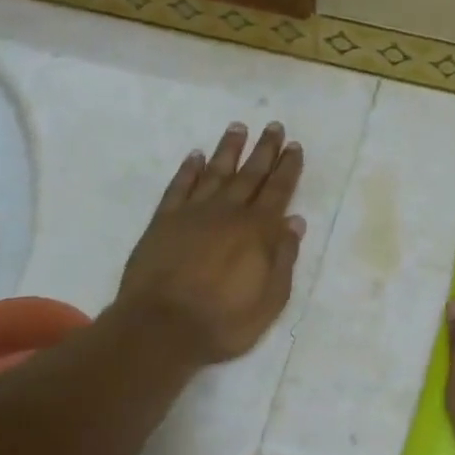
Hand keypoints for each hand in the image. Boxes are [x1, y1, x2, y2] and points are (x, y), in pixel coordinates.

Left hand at [115, 121, 306, 364]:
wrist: (160, 328)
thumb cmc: (222, 322)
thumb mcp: (270, 300)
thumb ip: (284, 258)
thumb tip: (295, 221)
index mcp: (257, 231)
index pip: (278, 191)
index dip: (288, 168)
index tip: (294, 146)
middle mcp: (228, 212)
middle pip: (250, 174)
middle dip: (264, 150)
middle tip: (274, 126)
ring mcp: (193, 213)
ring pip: (216, 172)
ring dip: (229, 149)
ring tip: (238, 128)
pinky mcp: (164, 221)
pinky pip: (179, 187)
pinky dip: (189, 170)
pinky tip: (196, 156)